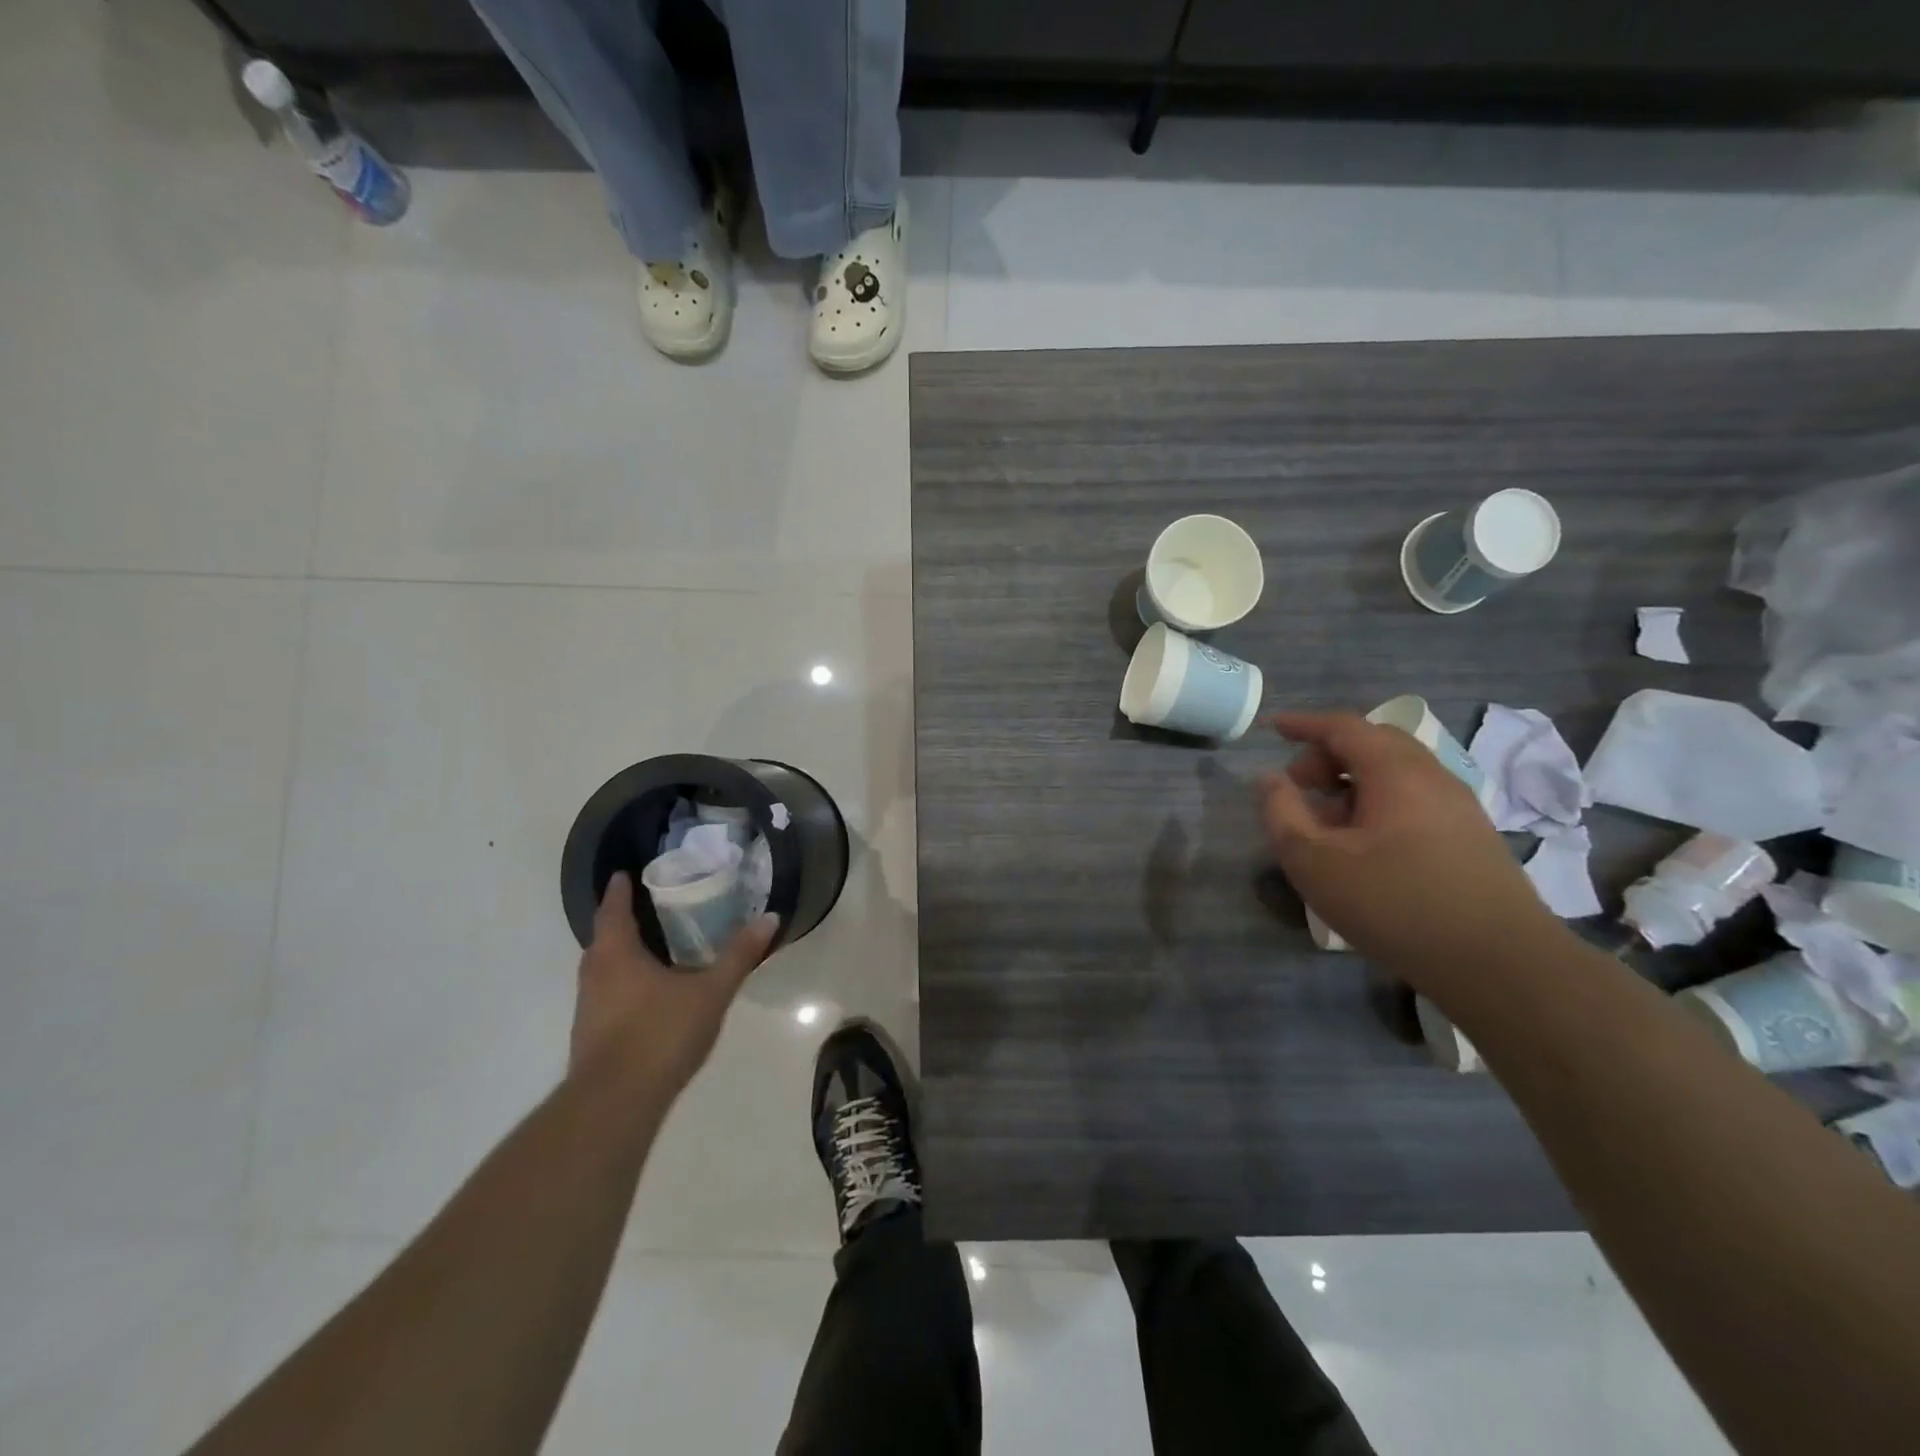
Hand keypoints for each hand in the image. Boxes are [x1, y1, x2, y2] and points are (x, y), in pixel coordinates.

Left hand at [570, 872, 778, 1096]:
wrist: (615, 1103)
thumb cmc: (660, 1033)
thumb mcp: (711, 991)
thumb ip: (739, 955)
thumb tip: (770, 917)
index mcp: (617, 953)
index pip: (613, 909)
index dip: (618, 890)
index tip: (622, 874)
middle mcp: (595, 974)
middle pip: (604, 939)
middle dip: (621, 922)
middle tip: (648, 908)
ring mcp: (588, 1007)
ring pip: (602, 969)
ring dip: (621, 955)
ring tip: (652, 948)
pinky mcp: (590, 1036)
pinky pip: (606, 994)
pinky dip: (623, 984)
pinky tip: (648, 995)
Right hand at [1258, 711, 1560, 981]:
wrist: (1501, 965)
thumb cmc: (1395, 904)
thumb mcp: (1315, 862)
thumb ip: (1282, 814)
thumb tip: (1269, 779)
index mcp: (1396, 772)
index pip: (1344, 727)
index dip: (1304, 724)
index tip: (1272, 729)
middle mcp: (1433, 777)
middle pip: (1373, 744)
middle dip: (1327, 756)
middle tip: (1296, 786)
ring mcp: (1459, 807)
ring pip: (1395, 774)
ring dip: (1352, 784)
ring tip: (1324, 824)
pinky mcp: (1472, 837)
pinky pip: (1414, 800)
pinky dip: (1378, 805)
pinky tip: (1363, 847)